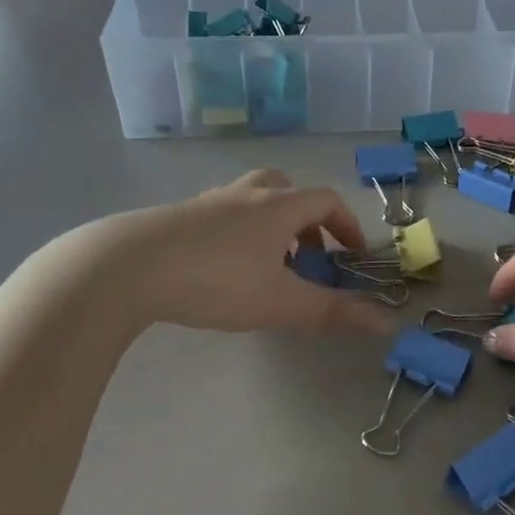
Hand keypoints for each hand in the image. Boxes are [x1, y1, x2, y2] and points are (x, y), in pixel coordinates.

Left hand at [84, 170, 396, 336]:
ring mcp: (207, 203)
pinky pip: (220, 218)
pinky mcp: (176, 218)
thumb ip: (334, 313)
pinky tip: (221, 273)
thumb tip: (388, 324)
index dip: (347, 225)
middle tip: (306, 257)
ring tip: (265, 270)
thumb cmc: (216, 281)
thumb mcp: (281, 303)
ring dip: (270, 228)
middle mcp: (245, 195)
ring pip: (250, 202)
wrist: (126, 267)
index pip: (326, 200)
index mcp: (278, 206)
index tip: (353, 256)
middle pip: (286, 189)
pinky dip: (236, 237)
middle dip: (306, 222)